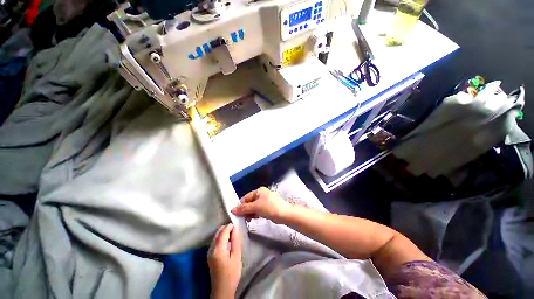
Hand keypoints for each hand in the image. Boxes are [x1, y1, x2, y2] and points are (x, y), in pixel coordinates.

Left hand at [208, 224, 241, 298]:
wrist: (222, 289)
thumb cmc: (232, 273)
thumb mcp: (236, 256)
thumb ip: (235, 241)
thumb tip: (235, 228)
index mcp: (218, 249)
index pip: (223, 232)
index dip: (229, 226)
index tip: (236, 224)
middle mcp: (211, 249)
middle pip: (217, 233)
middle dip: (226, 228)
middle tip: (235, 229)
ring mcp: (209, 252)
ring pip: (215, 236)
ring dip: (223, 233)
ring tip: (232, 234)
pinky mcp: (209, 256)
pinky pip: (215, 242)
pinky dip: (221, 238)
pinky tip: (227, 241)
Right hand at [231, 187, 292, 223]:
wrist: (284, 214)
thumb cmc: (269, 207)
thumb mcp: (255, 207)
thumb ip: (244, 208)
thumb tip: (232, 210)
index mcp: (259, 191)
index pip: (246, 197)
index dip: (240, 205)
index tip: (235, 213)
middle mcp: (261, 194)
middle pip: (249, 202)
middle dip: (245, 210)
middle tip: (241, 218)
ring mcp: (265, 201)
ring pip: (253, 207)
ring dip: (249, 213)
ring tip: (247, 219)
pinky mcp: (267, 208)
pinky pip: (258, 210)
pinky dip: (255, 214)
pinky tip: (252, 219)